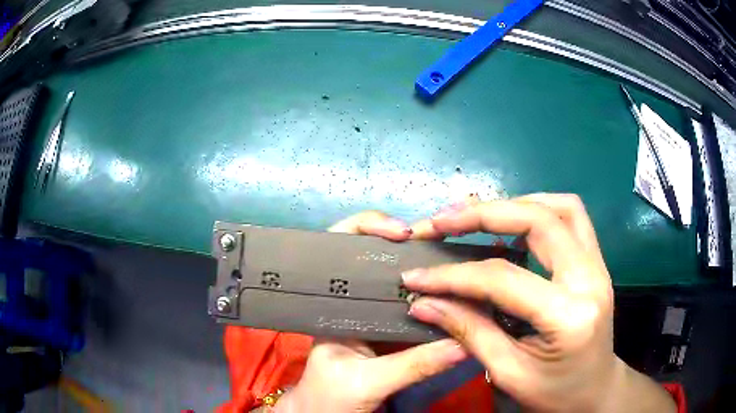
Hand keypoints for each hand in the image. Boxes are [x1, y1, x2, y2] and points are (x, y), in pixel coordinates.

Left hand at [275, 211, 467, 412]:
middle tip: (438, 241)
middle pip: (374, 252)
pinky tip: (452, 291)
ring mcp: (371, 312)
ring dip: (422, 265)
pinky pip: (411, 302)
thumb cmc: (331, 397)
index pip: (340, 244)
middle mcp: (351, 298)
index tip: (403, 233)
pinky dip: (430, 295)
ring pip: (397, 277)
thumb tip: (465, 344)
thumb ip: (413, 365)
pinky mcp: (387, 328)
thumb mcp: (367, 381)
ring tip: (451, 259)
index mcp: (332, 301)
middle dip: (406, 242)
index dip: (369, 227)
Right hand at [402, 194, 676, 412]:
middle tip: (443, 221)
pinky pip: (571, 217)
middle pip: (539, 221)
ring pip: (561, 207)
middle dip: (484, 214)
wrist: (596, 390)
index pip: (503, 279)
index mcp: (569, 316)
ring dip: (516, 204)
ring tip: (477, 215)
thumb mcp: (509, 373)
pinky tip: (514, 222)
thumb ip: (469, 332)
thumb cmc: (555, 393)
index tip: (415, 276)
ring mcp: (598, 264)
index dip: (453, 275)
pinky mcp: (595, 261)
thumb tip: (424, 303)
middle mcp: (590, 277)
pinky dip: (538, 209)